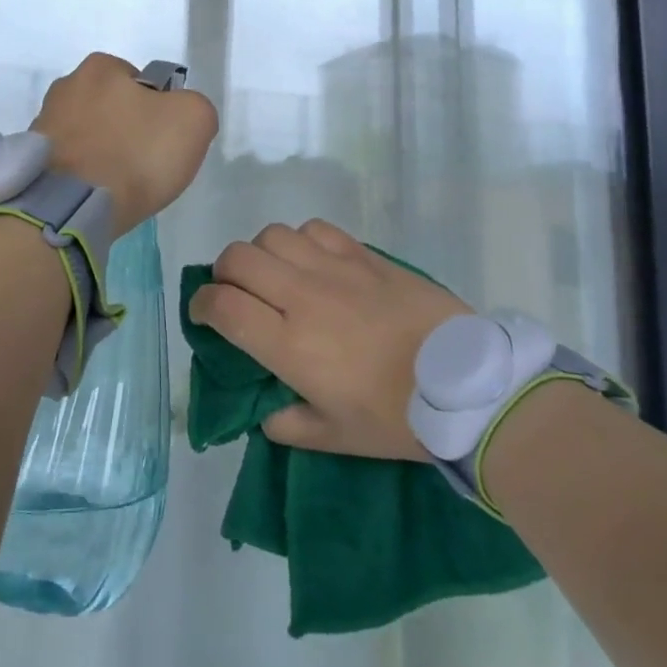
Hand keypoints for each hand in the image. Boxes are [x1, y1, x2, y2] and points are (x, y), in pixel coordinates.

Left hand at [31, 53, 217, 234]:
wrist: (71, 207)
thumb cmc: (135, 154)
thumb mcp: (193, 120)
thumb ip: (195, 106)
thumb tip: (180, 116)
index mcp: (100, 67)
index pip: (140, 82)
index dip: (158, 110)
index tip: (162, 140)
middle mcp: (65, 87)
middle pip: (111, 107)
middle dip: (126, 130)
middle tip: (143, 164)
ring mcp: (43, 124)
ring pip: (88, 135)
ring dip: (102, 153)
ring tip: (117, 185)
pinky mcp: (32, 160)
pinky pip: (69, 162)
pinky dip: (83, 175)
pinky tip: (94, 195)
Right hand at [190, 221, 472, 460]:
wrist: (466, 384)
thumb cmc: (397, 418)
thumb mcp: (336, 438)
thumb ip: (289, 424)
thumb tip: (265, 411)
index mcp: (290, 345)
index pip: (223, 306)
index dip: (200, 305)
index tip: (203, 314)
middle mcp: (302, 297)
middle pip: (238, 258)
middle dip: (223, 273)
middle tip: (235, 293)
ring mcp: (334, 269)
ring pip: (272, 236)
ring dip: (261, 254)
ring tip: (274, 275)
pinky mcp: (363, 254)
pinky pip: (314, 229)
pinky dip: (300, 240)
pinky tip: (311, 261)